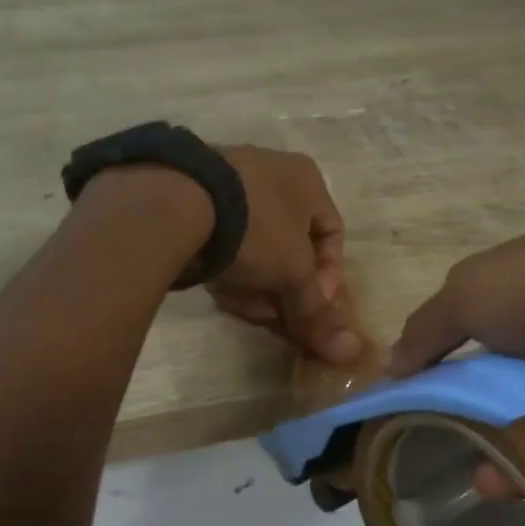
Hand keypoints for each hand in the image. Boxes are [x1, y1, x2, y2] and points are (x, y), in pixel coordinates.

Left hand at [209, 145, 360, 364]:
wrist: (172, 204)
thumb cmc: (254, 229)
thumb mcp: (292, 274)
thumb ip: (317, 312)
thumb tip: (351, 353)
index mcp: (305, 179)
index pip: (332, 234)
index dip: (328, 277)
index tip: (312, 306)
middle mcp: (270, 172)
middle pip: (290, 247)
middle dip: (285, 289)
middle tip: (274, 317)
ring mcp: (229, 182)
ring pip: (255, 248)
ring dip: (254, 285)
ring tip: (239, 305)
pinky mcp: (193, 198)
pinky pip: (223, 241)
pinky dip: (226, 269)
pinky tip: (216, 288)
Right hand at [387, 216, 524, 451]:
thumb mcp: (473, 293)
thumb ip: (428, 331)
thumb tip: (390, 368)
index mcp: (510, 312)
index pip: (456, 355)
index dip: (427, 386)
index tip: (400, 426)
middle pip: (492, 402)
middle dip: (464, 433)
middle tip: (434, 472)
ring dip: (506, 464)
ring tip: (484, 492)